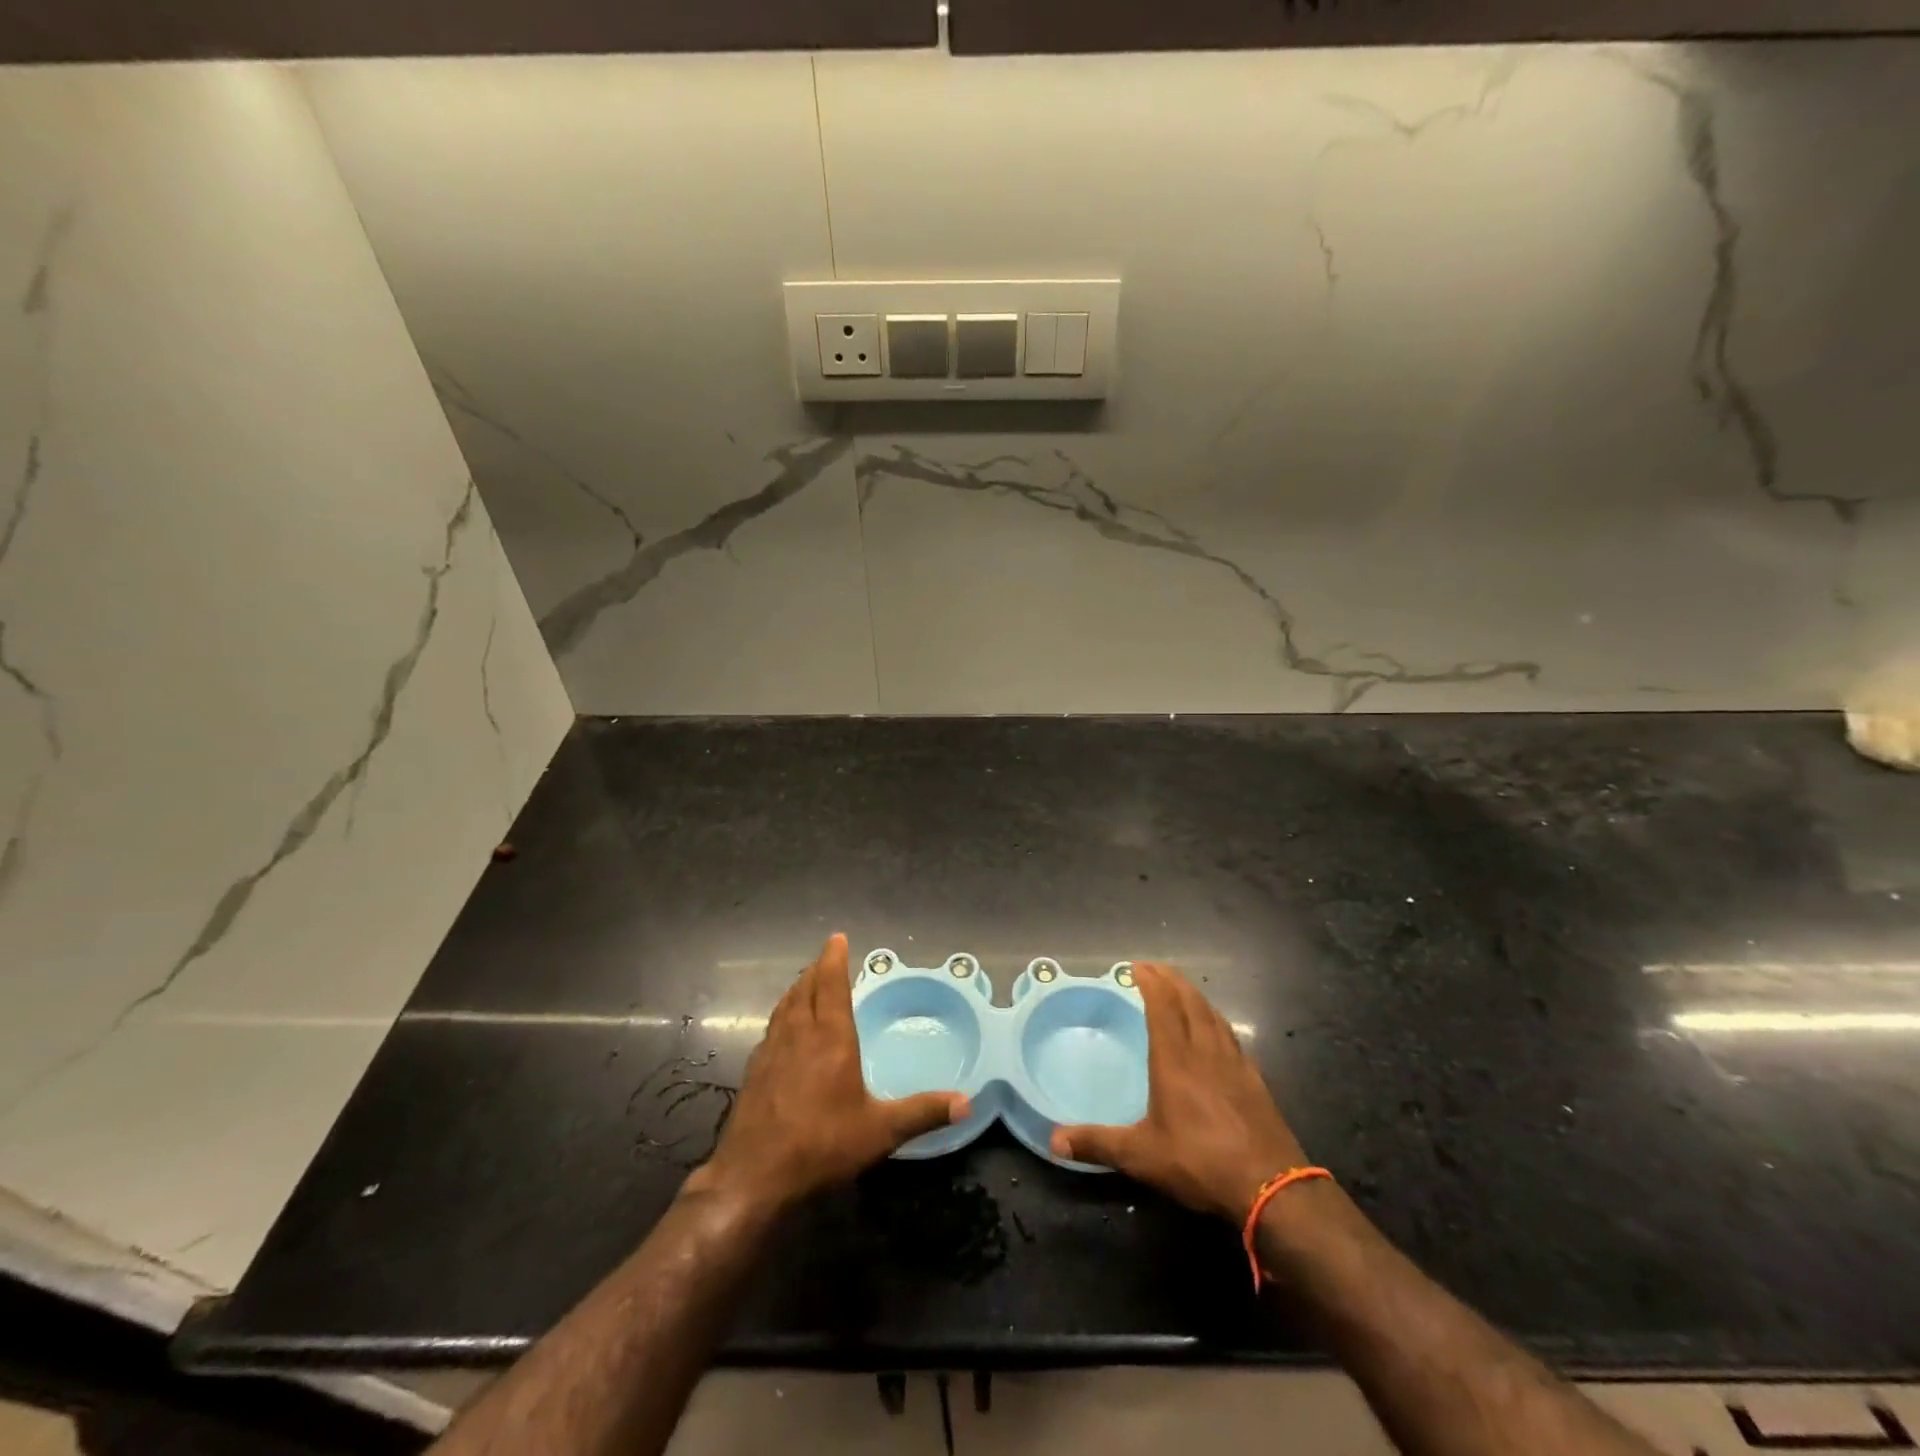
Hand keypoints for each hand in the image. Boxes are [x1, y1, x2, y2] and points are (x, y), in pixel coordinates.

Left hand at [686, 934, 969, 1208]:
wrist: (753, 1178)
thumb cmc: (821, 1146)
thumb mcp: (880, 1131)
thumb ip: (922, 1112)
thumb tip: (967, 1102)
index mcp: (831, 1038)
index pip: (831, 984)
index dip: (834, 959)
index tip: (837, 938)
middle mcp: (800, 1035)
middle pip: (806, 988)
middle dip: (817, 969)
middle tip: (827, 958)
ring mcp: (772, 1051)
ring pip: (785, 1005)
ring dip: (798, 988)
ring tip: (807, 982)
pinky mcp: (754, 1071)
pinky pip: (772, 1027)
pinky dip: (783, 1013)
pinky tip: (784, 1027)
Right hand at [1050, 962, 1307, 1222]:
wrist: (1272, 1187)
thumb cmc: (1200, 1162)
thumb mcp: (1141, 1156)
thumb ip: (1098, 1143)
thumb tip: (1054, 1139)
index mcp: (1175, 1059)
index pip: (1162, 1005)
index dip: (1149, 981)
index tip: (1135, 966)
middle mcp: (1204, 1050)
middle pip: (1189, 1000)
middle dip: (1170, 979)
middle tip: (1154, 968)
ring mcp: (1234, 1062)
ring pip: (1212, 1014)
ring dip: (1194, 994)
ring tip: (1181, 989)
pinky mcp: (1254, 1079)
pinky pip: (1230, 1034)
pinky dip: (1215, 1019)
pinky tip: (1215, 1028)